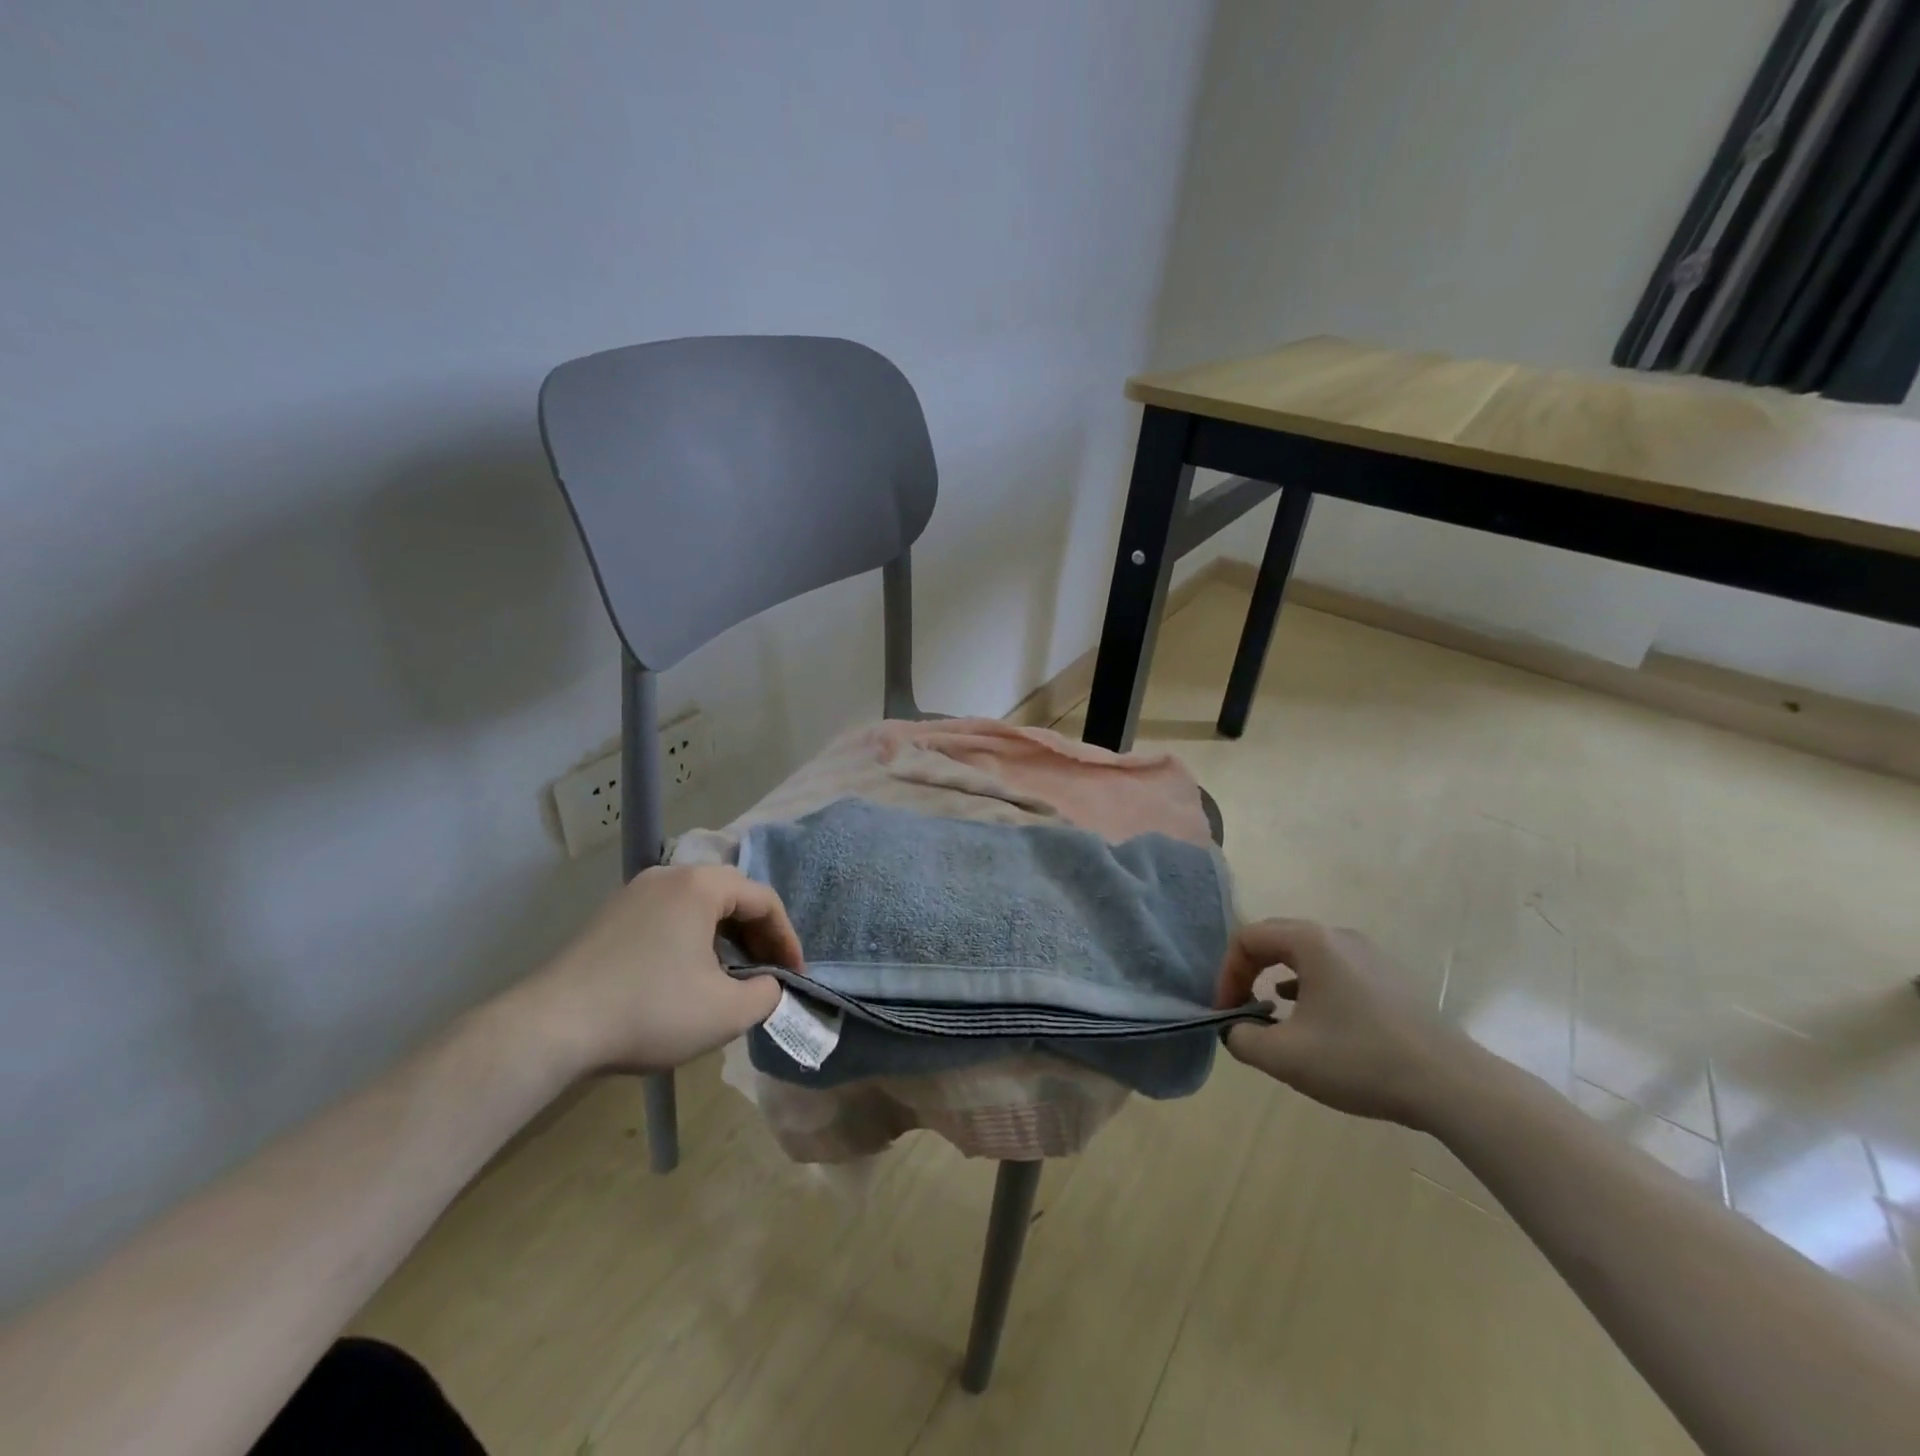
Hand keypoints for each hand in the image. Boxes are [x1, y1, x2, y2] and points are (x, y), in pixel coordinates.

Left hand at [521, 864, 802, 1076]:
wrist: (550, 1028)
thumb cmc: (650, 1010)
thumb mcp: (726, 1012)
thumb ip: (766, 995)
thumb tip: (767, 986)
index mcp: (701, 886)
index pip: (763, 900)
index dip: (787, 939)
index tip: (794, 977)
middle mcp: (669, 876)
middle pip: (731, 897)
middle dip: (757, 936)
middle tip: (768, 974)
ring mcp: (634, 894)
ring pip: (698, 907)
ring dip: (724, 939)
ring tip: (731, 977)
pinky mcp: (610, 918)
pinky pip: (668, 918)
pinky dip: (692, 941)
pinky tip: (687, 977)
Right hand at [1216, 919, 1480, 1129]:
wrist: (1453, 1086)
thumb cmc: (1361, 1060)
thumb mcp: (1286, 1056)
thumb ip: (1242, 1039)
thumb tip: (1234, 1029)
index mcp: (1311, 942)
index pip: (1247, 939)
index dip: (1227, 974)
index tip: (1226, 1012)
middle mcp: (1339, 936)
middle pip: (1275, 939)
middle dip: (1249, 972)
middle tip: (1241, 1008)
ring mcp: (1369, 955)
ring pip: (1306, 955)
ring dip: (1277, 979)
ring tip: (1273, 1015)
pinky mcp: (1389, 978)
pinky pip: (1334, 969)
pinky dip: (1310, 986)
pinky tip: (1313, 1019)